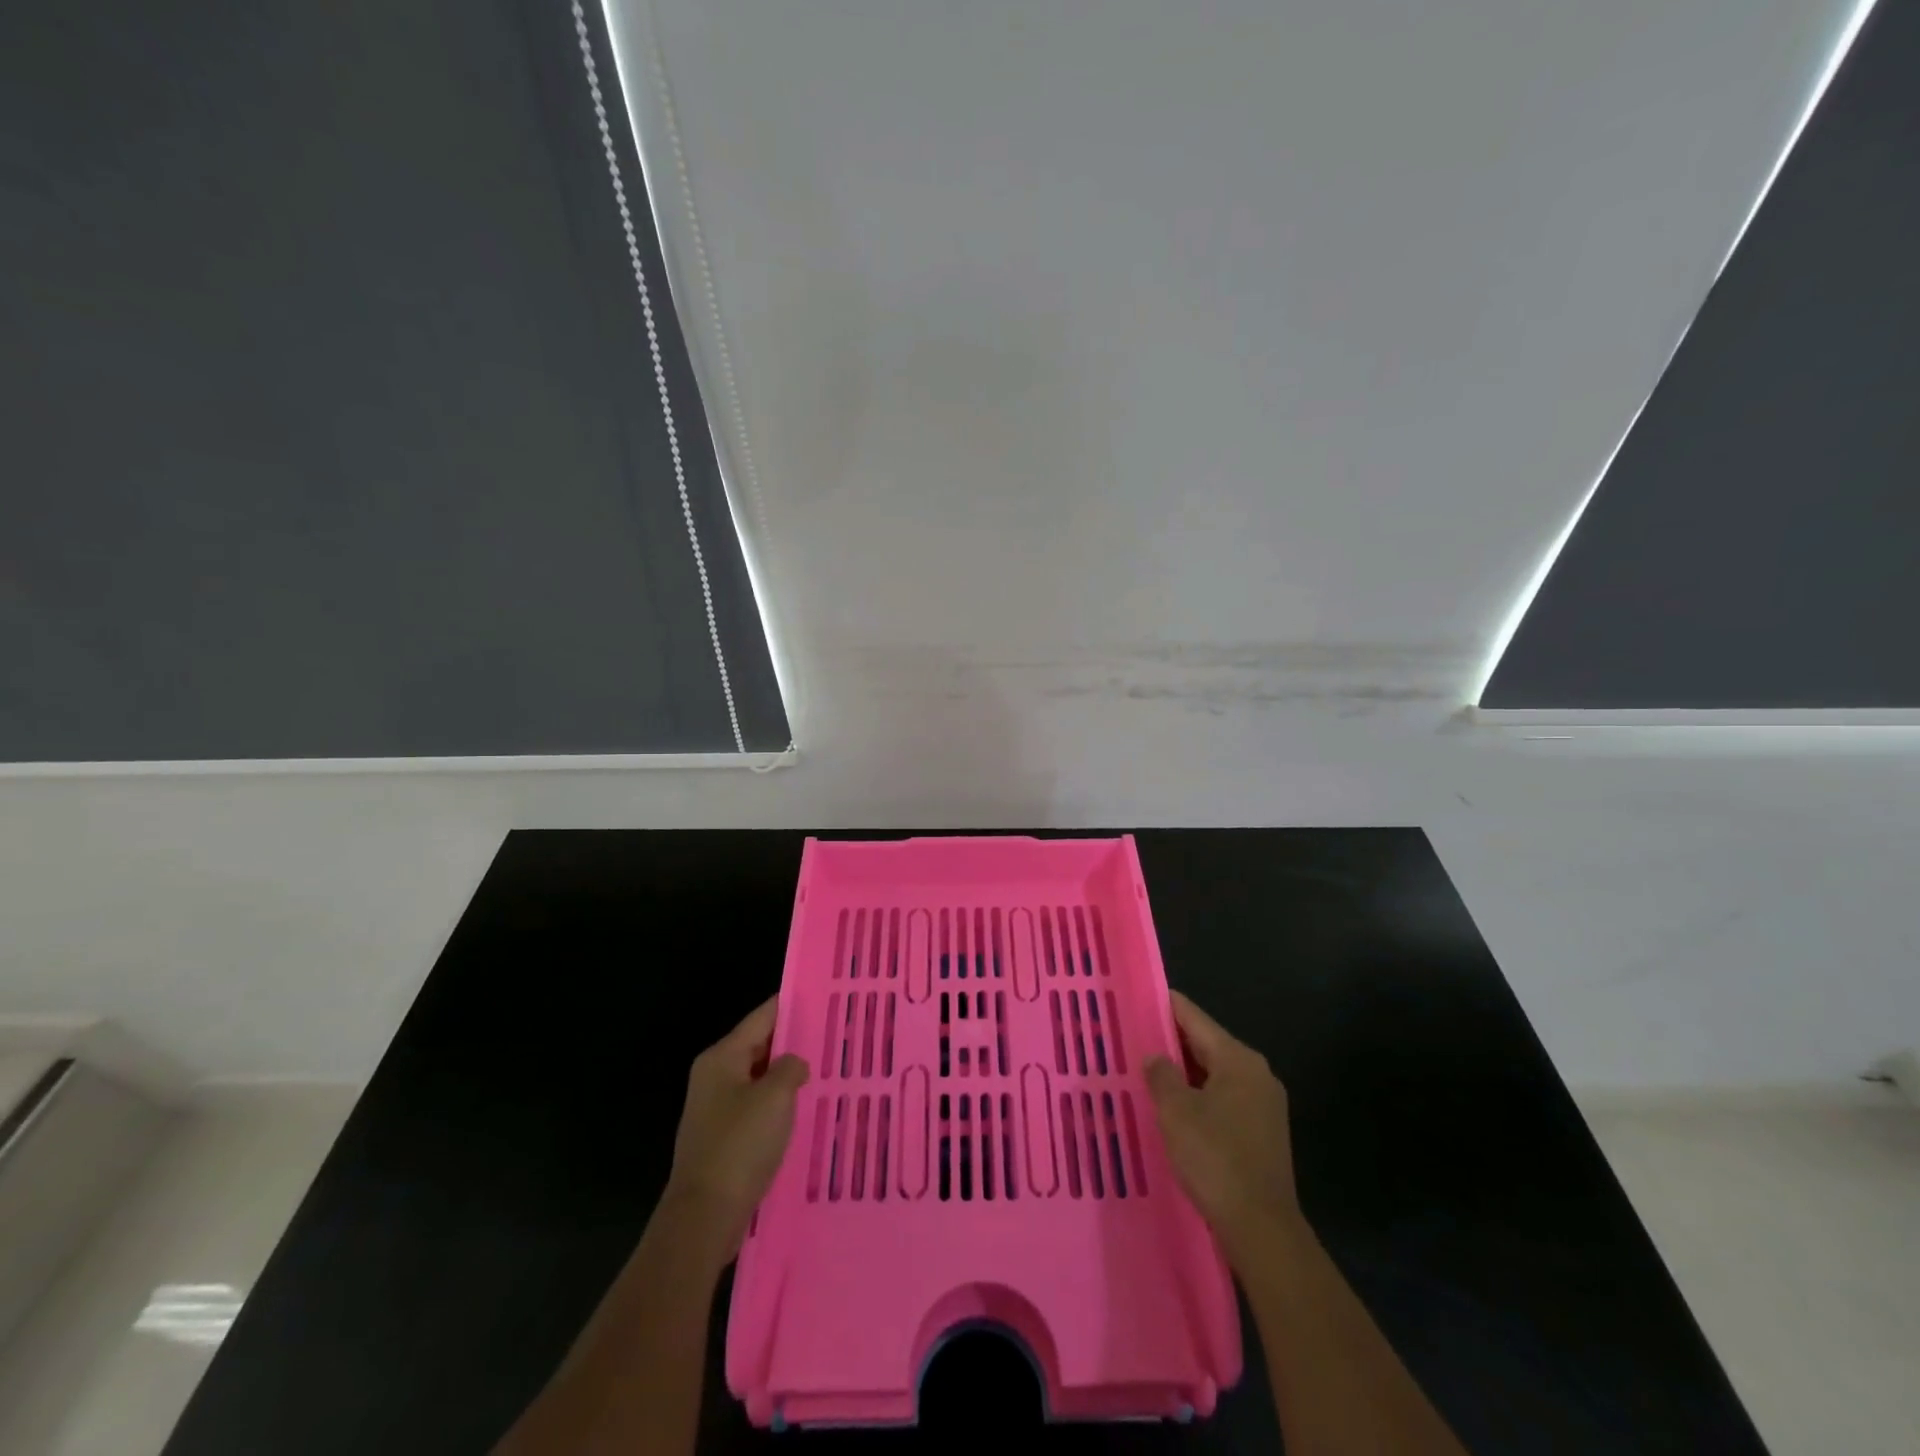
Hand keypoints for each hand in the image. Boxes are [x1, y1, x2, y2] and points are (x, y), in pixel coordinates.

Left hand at [662, 996, 808, 1257]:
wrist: (704, 1216)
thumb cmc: (740, 1145)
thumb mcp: (775, 1096)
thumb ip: (791, 1068)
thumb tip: (794, 1064)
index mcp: (721, 1058)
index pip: (761, 1018)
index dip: (790, 1006)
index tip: (821, 996)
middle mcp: (714, 1077)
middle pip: (759, 1047)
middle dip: (792, 1043)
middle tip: (833, 1035)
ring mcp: (716, 1110)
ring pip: (759, 1080)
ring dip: (787, 1077)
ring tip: (825, 1071)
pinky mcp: (722, 1139)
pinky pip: (756, 1109)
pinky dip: (778, 1106)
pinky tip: (804, 1112)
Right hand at [1144, 991, 1300, 1265]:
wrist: (1261, 1228)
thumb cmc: (1215, 1158)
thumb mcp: (1176, 1111)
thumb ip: (1162, 1075)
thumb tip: (1155, 1057)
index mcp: (1238, 1060)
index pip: (1195, 1018)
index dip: (1166, 1005)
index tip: (1140, 995)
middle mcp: (1256, 1074)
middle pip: (1207, 1045)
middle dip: (1172, 1041)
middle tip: (1135, 1035)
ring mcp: (1264, 1105)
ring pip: (1214, 1074)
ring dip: (1184, 1073)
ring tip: (1148, 1071)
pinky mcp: (1263, 1133)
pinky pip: (1223, 1099)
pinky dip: (1199, 1096)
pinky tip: (1175, 1108)